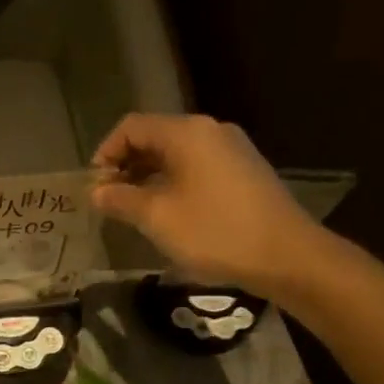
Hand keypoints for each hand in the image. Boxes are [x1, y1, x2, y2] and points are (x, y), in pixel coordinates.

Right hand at [89, 113, 328, 297]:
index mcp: (187, 133)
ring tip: (134, 208)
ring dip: (149, 175)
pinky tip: (169, 211)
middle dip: (127, 165)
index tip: (94, 185)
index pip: (132, 127)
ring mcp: (232, 149)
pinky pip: (198, 166)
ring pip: (177, 153)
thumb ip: (122, 200)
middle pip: (155, 136)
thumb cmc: (216, 232)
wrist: (288, 256)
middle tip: (110, 199)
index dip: (106, 152)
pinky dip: (174, 181)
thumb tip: (96, 192)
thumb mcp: (158, 218)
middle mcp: (211, 131)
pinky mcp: (244, 171)